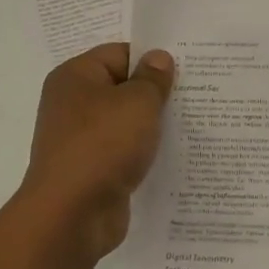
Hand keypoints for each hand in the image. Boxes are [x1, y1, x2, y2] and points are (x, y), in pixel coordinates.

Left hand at [19, 43, 174, 268]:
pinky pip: (122, 152)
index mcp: (75, 76)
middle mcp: (72, 104)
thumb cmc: (103, 145)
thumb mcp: (137, 103)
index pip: (119, 54)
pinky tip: (171, 157)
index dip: (152, 60)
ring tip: (191, 125)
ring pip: (124, 123)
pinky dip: (143, 154)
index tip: (186, 71)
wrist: (72, 214)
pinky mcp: (91, 170)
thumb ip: (152, 79)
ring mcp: (80, 139)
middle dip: (155, 94)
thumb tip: (158, 58)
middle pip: (122, 88)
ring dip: (152, 126)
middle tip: (196, 95)